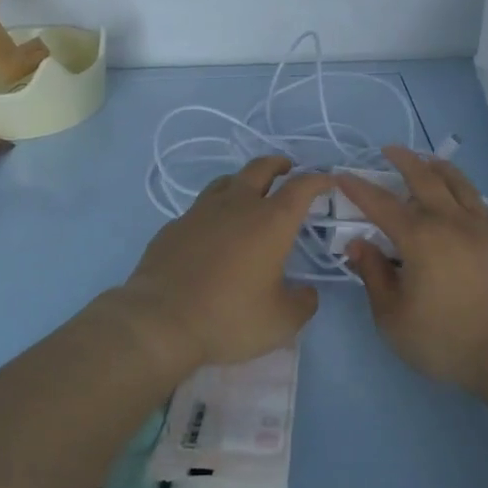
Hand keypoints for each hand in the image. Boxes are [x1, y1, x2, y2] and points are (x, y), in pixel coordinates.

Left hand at [114, 155, 328, 375]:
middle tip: (287, 169)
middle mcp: (237, 206)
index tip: (327, 180)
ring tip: (249, 194)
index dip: (318, 179)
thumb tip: (307, 293)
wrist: (160, 321)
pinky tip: (212, 233)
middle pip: (260, 168)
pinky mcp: (174, 226)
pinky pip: (200, 209)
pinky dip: (214, 212)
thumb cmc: (229, 317)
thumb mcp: (280, 322)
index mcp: (271, 221)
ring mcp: (201, 212)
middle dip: (278, 165)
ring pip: (226, 181)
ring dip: (243, 182)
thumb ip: (302, 303)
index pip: (301, 186)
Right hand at [337, 148, 487, 393]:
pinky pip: (483, 205)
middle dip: (403, 160)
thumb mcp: (393, 318)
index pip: (380, 203)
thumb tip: (358, 244)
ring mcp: (483, 226)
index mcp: (419, 237)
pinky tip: (466, 201)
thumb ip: (373, 276)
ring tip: (428, 161)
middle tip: (389, 150)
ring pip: (459, 183)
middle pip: (424, 178)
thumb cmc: (446, 340)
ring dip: (439, 167)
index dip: (358, 188)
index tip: (342, 175)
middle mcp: (450, 220)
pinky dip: (468, 194)